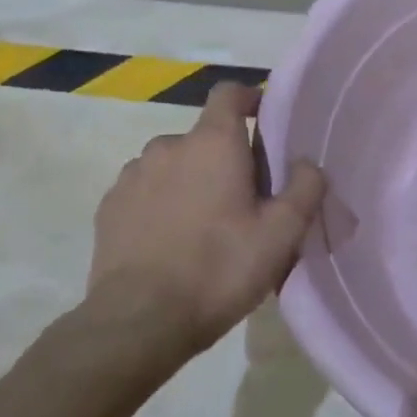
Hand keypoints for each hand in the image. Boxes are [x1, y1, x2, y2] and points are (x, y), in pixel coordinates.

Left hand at [84, 82, 325, 358]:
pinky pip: (145, 190)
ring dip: (191, 180)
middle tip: (244, 199)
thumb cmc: (219, 269)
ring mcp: (132, 176)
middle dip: (225, 157)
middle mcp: (167, 146)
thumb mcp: (282, 234)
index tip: (264, 122)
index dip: (249, 99)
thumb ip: (305, 188)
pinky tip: (170, 242)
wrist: (138, 322)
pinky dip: (161, 203)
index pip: (229, 93)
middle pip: (204, 136)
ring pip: (172, 164)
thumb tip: (308, 162)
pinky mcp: (108, 207)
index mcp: (212, 143)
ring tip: (204, 225)